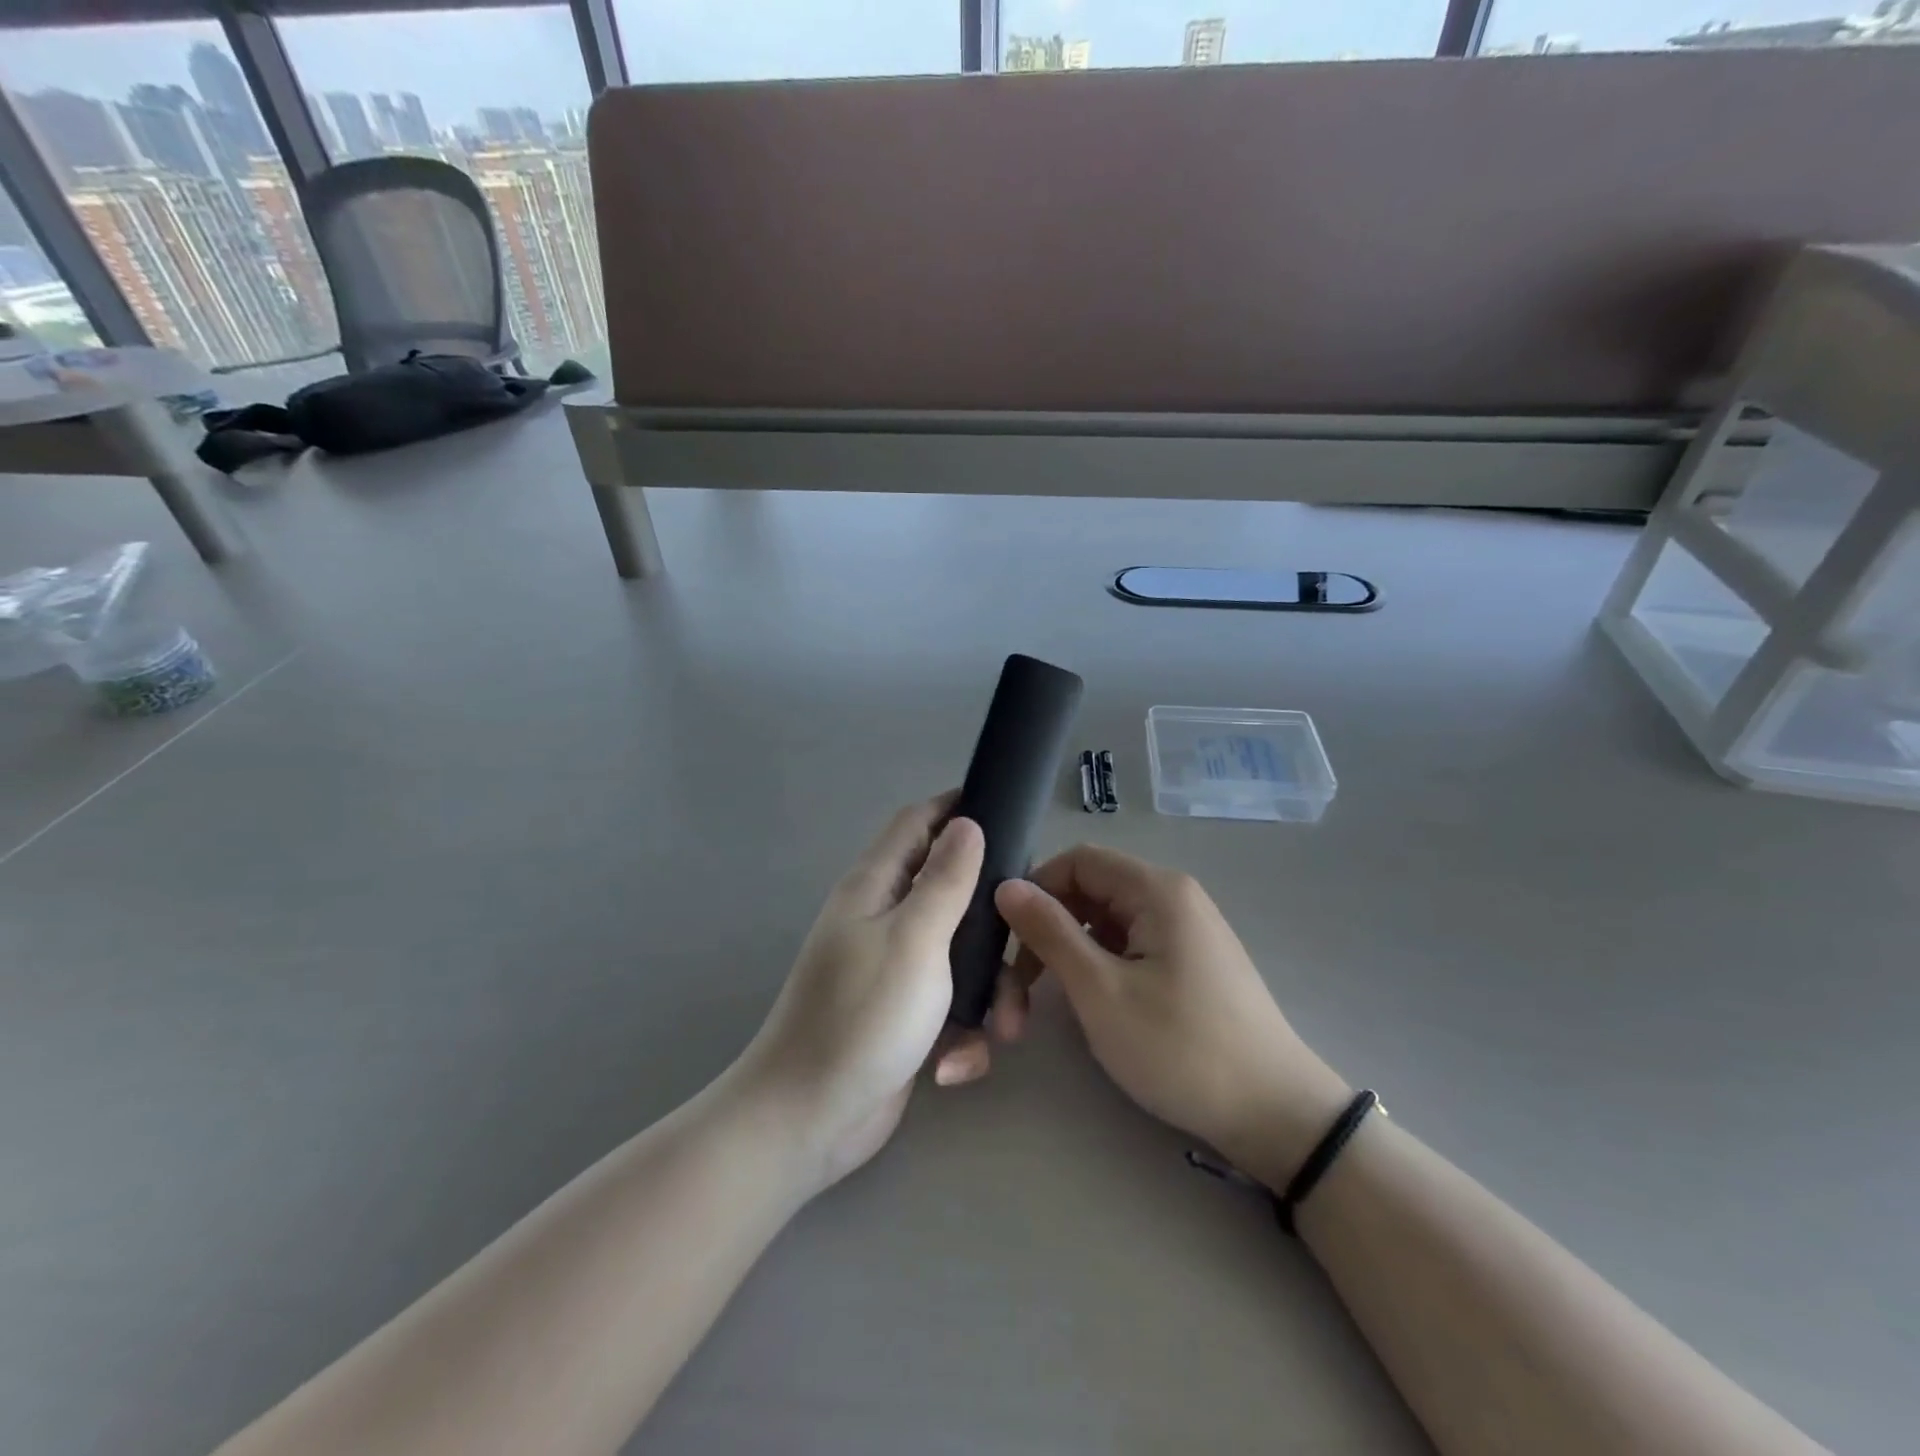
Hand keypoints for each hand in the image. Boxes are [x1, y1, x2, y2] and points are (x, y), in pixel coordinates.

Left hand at [731, 795, 984, 1196]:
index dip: (957, 808)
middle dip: (992, 916)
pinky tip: (956, 1063)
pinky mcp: (907, 1016)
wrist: (808, 1120)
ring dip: (989, 988)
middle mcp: (884, 919)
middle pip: (951, 889)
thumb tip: (966, 822)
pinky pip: (952, 1004)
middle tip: (1029, 936)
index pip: (917, 822)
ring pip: (962, 954)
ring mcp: (895, 970)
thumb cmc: (862, 1017)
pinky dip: (964, 1030)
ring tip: (1003, 1027)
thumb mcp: (914, 939)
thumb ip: (945, 879)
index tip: (1009, 815)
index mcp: (876, 887)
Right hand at [994, 845, 1351, 1190]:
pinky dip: (1098, 966)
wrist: (1275, 1116)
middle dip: (1047, 928)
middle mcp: (1173, 897)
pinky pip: (1129, 945)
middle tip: (1016, 985)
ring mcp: (1185, 930)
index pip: (1077, 860)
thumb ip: (1050, 932)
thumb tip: (1006, 886)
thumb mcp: (1101, 991)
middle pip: (1090, 890)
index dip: (1036, 890)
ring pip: (1106, 922)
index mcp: (1157, 890)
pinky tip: (1088, 1004)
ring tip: (1043, 1003)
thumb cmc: (1180, 1048)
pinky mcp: (1190, 963)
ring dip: (1069, 953)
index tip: (1006, 937)